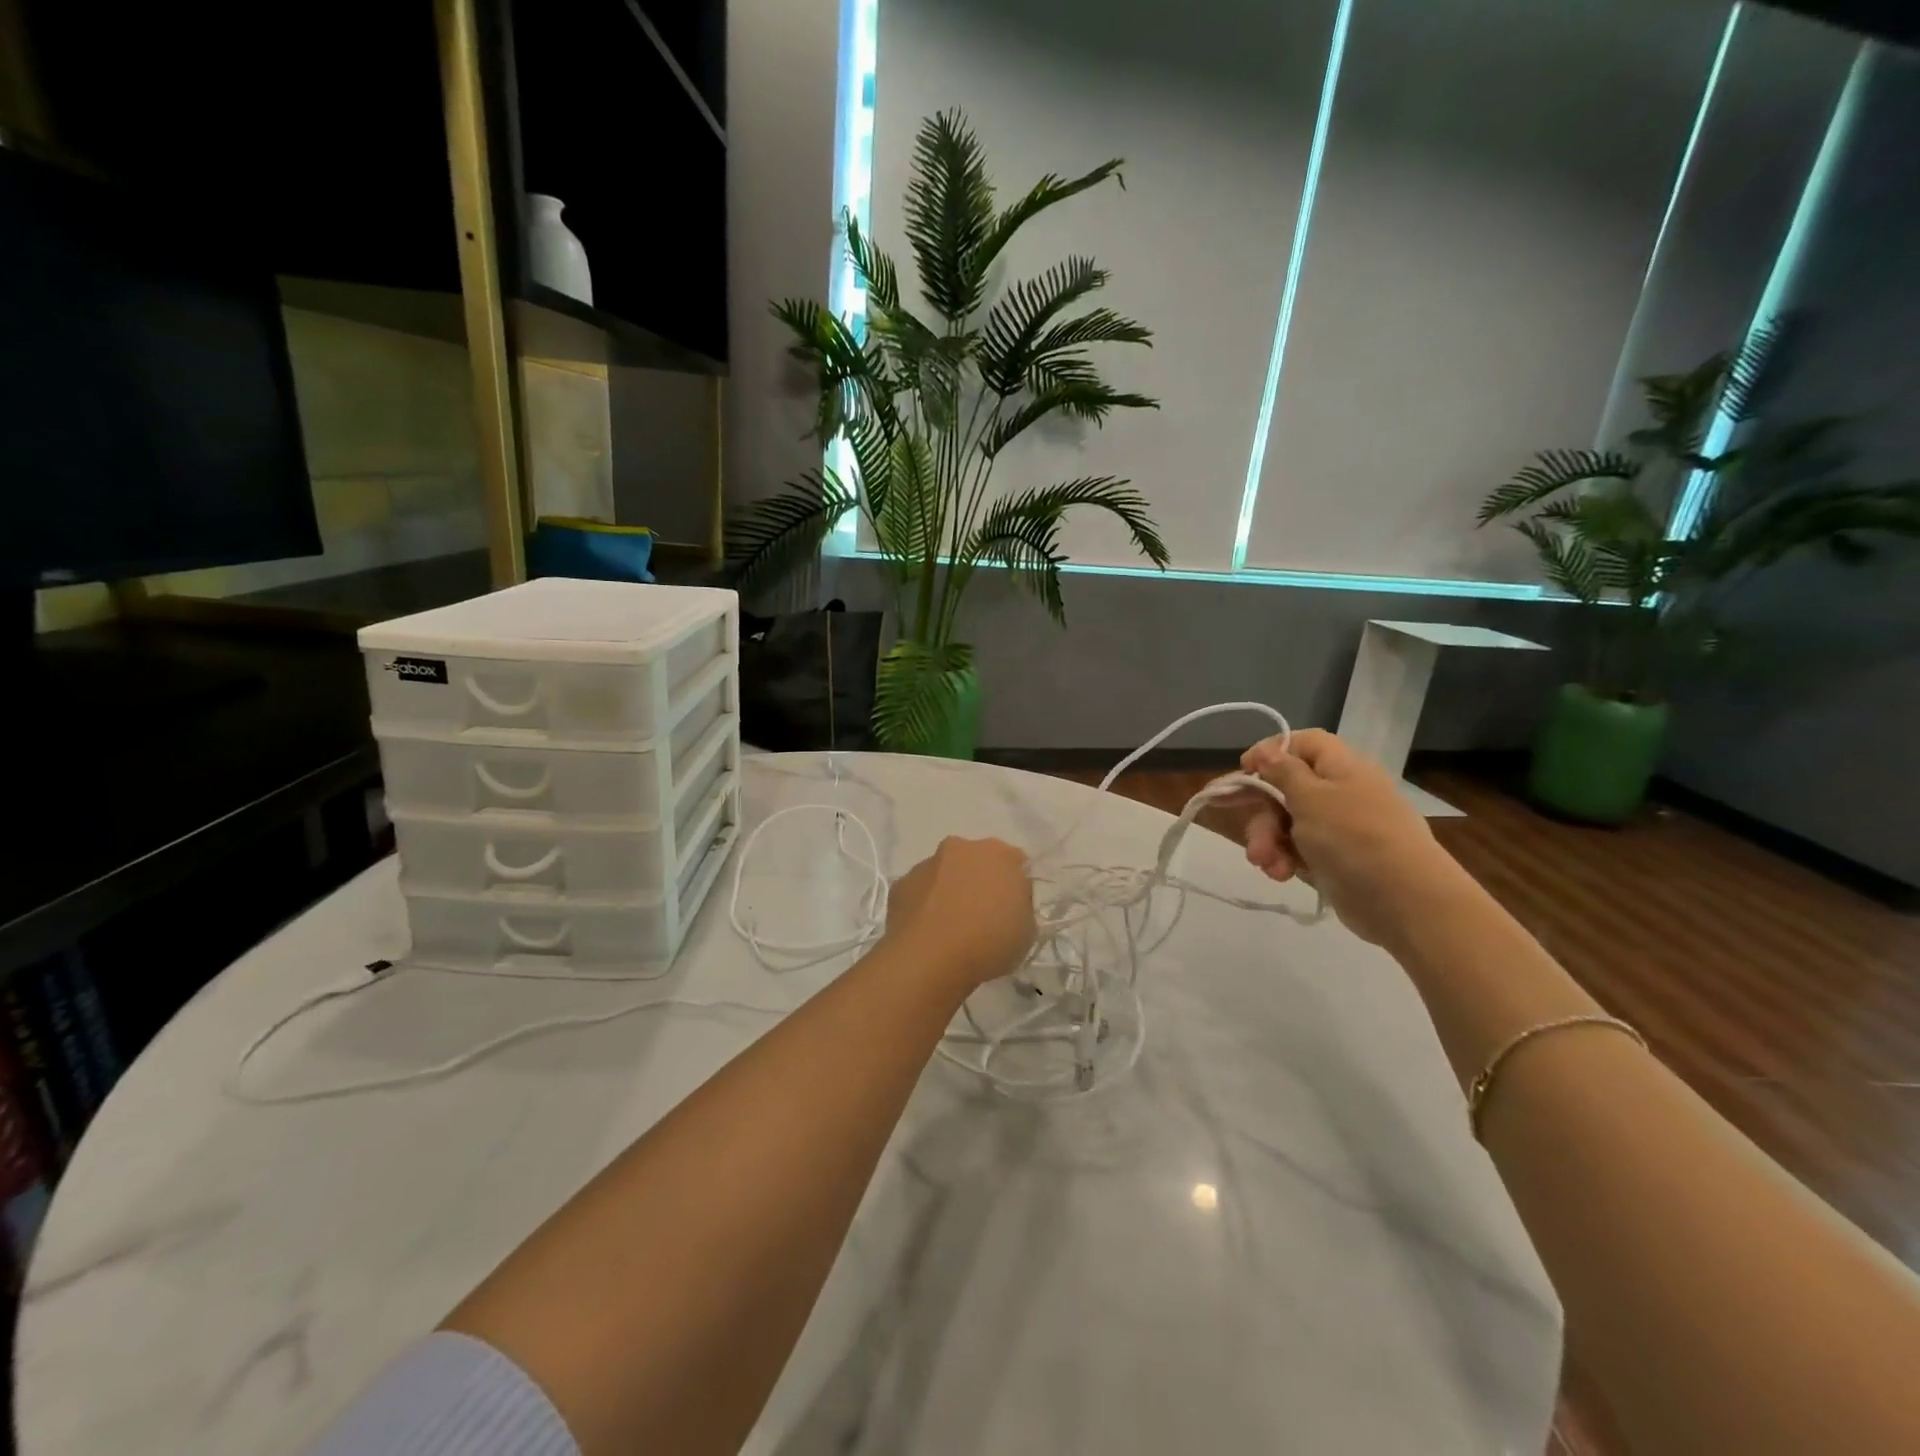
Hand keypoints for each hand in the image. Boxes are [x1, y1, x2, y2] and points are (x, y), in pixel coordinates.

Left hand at [884, 837, 1036, 989]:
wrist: (930, 959)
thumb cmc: (989, 942)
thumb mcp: (1028, 930)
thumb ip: (1020, 906)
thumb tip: (1006, 904)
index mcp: (998, 854)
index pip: (1014, 862)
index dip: (1015, 887)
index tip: (1012, 911)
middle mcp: (960, 848)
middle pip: (975, 862)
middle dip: (979, 883)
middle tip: (982, 918)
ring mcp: (926, 864)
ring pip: (944, 875)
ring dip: (949, 892)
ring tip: (951, 931)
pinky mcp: (900, 885)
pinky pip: (919, 893)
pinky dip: (924, 907)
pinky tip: (928, 934)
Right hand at [1239, 729, 1469, 946]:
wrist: (1404, 901)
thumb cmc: (1354, 837)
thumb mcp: (1311, 797)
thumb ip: (1283, 772)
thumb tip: (1268, 751)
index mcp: (1342, 767)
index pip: (1303, 743)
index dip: (1271, 751)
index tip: (1244, 769)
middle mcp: (1340, 792)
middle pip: (1287, 786)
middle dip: (1261, 807)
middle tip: (1230, 814)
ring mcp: (1338, 828)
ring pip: (1287, 822)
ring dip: (1268, 840)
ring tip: (1264, 862)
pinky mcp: (1334, 860)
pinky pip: (1297, 850)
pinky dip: (1284, 860)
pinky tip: (1281, 874)